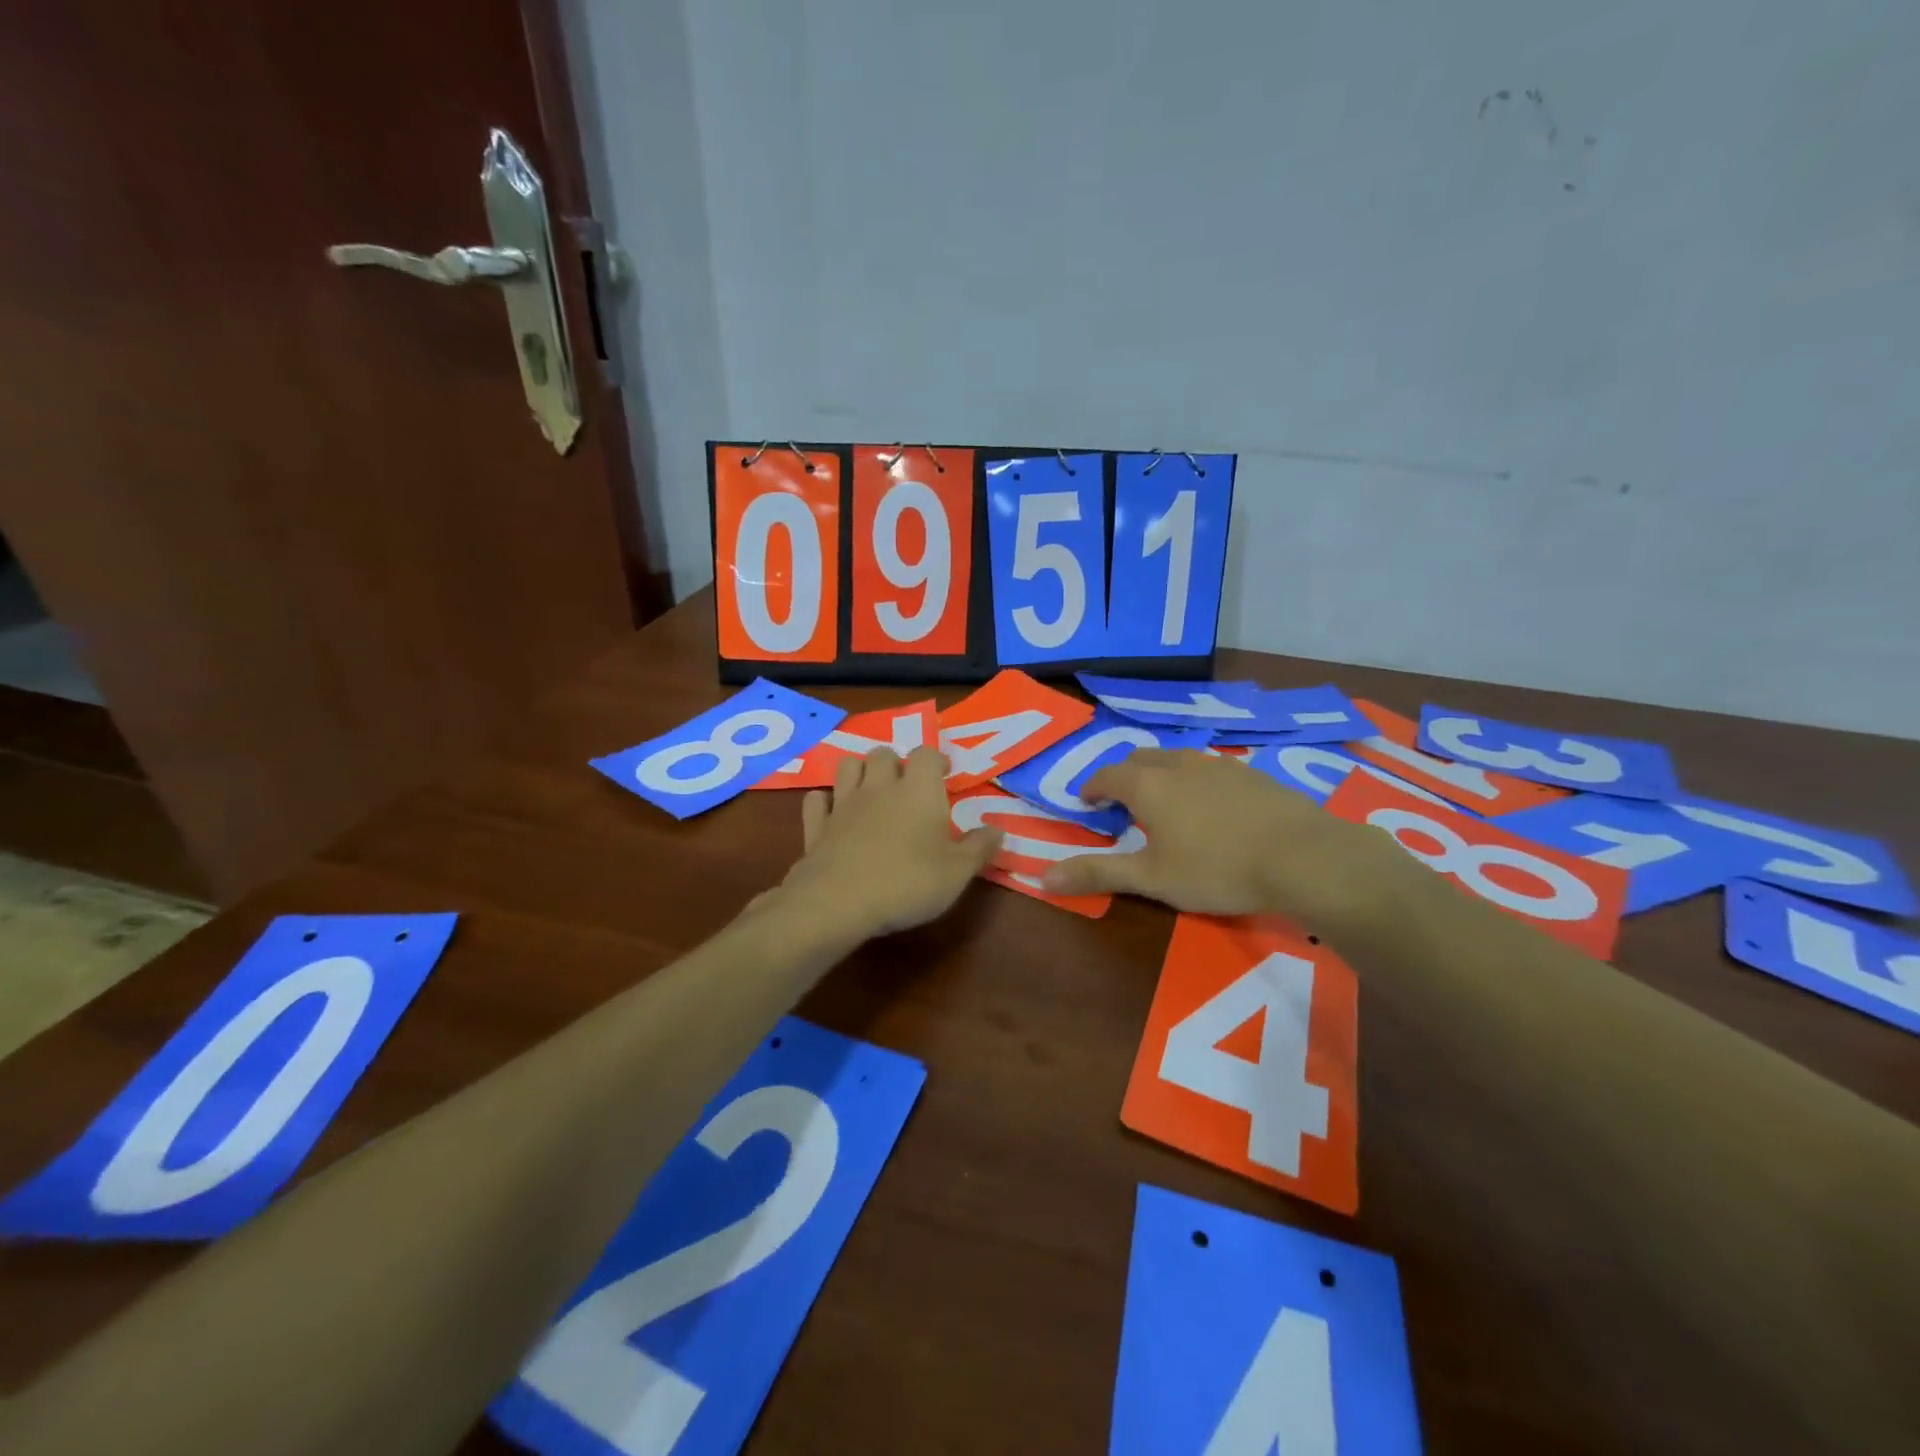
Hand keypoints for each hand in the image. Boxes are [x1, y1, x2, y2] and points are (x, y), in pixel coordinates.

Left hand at [765, 746, 1001, 943]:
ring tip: (871, 790)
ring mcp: (843, 804)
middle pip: (883, 753)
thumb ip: (979, 848)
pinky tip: (833, 812)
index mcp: (918, 790)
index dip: (935, 759)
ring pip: (847, 766)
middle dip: (895, 762)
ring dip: (860, 771)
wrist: (839, 901)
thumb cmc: (907, 882)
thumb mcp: (957, 872)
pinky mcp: (817, 826)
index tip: (944, 773)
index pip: (926, 754)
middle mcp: (879, 787)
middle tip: (907, 784)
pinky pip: (816, 800)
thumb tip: (998, 830)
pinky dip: (825, 801)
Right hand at [1041, 749, 1405, 928]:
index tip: (1087, 803)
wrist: (1305, 857)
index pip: (1108, 776)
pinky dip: (1195, 780)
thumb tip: (1042, 877)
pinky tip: (1211, 806)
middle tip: (1122, 802)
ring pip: (1178, 759)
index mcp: (1149, 785)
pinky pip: (1210, 768)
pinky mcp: (1253, 774)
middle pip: (1141, 759)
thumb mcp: (1151, 879)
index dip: (1092, 788)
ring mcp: (1220, 765)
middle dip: (1124, 776)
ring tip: (1164, 801)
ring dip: (1161, 774)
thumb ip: (1098, 874)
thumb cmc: (1217, 869)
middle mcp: (1180, 764)